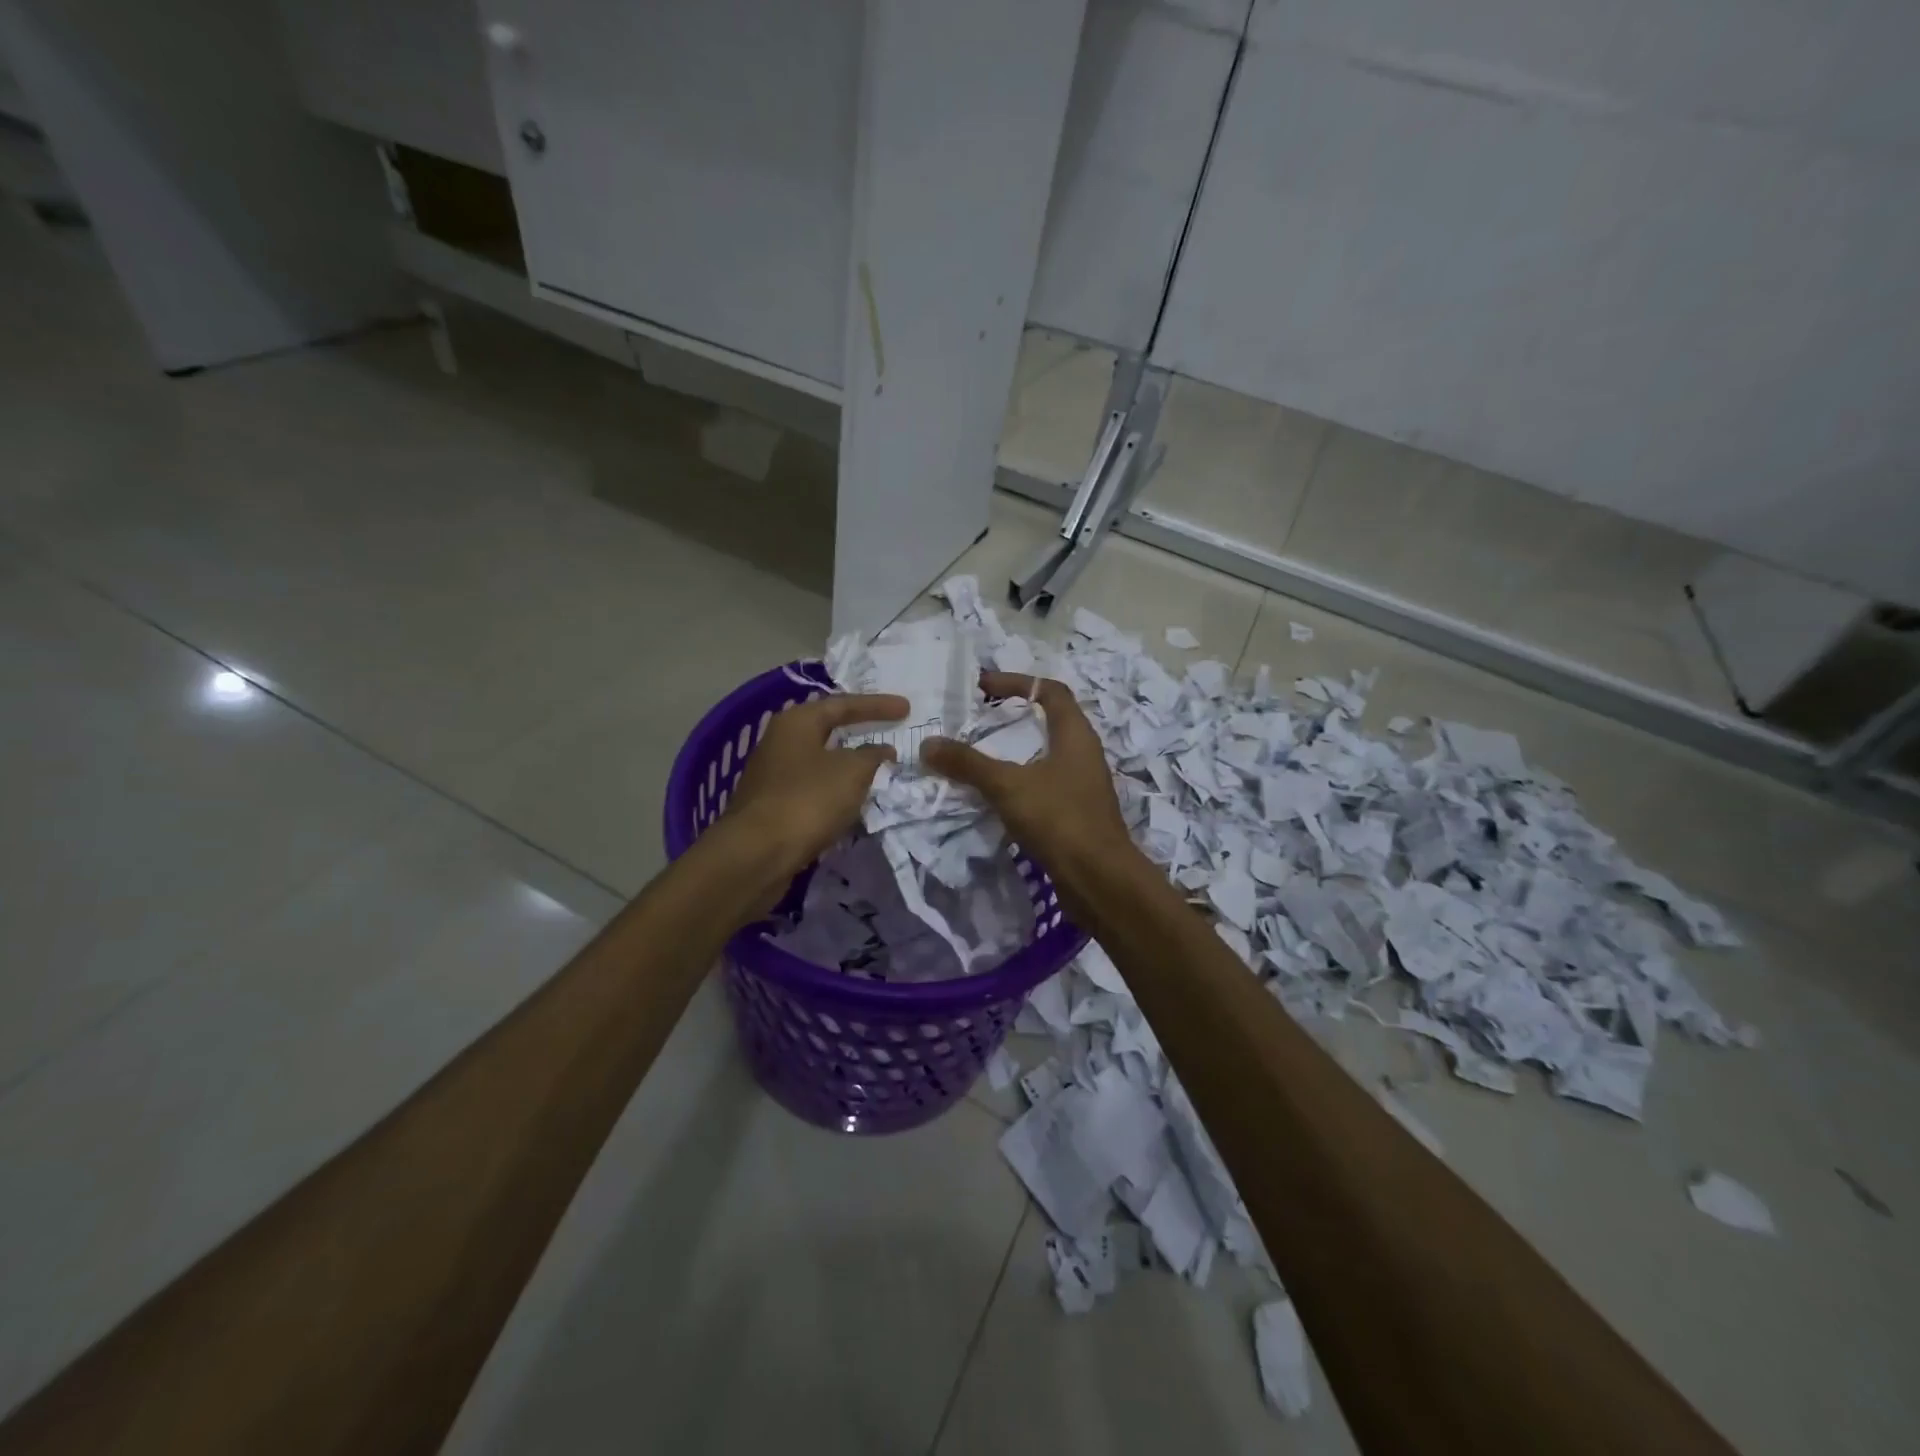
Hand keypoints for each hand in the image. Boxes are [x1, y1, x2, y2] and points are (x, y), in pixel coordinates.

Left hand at [724, 692, 907, 875]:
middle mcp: (779, 741)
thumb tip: (881, 750)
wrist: (757, 854)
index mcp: (796, 722)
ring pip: (820, 761)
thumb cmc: (808, 800)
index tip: (907, 708)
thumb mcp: (852, 772)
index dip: (877, 705)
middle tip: (889, 732)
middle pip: (827, 729)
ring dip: (848, 764)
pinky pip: (813, 789)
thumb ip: (872, 755)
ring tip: (878, 768)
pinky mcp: (772, 806)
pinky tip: (853, 800)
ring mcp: (772, 775)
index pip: (843, 704)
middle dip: (859, 731)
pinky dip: (835, 790)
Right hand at [922, 672, 1137, 916]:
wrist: (1099, 881)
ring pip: (1044, 755)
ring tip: (977, 756)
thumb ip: (968, 763)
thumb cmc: (1059, 819)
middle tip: (975, 721)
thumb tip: (928, 744)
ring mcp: (1082, 785)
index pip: (1050, 690)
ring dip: (1013, 752)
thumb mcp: (1008, 786)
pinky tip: (995, 795)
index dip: (1017, 681)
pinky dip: (1018, 782)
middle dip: (1011, 717)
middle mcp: (1083, 754)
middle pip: (1047, 721)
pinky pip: (1043, 785)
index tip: (982, 686)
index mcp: (1076, 735)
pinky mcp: (1076, 813)